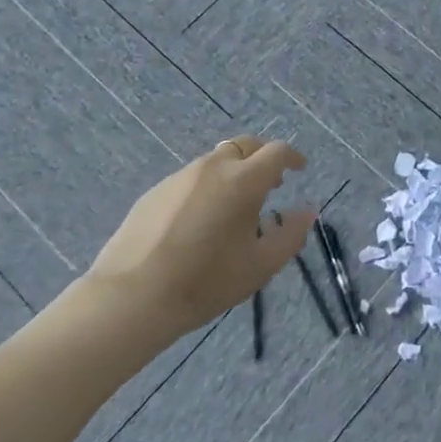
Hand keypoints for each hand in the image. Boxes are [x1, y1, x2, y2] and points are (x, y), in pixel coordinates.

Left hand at [60, 137, 313, 343]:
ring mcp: (179, 177)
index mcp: (243, 181)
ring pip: (215, 161)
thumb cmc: (206, 282)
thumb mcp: (260, 266)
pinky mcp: (155, 191)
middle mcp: (211, 168)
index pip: (276, 152)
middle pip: (244, 145)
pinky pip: (191, 179)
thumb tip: (307, 210)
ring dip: (233, 172)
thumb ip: (290, 234)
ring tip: (235, 206)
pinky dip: (206, 187)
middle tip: (271, 183)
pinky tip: (200, 220)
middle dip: (262, 158)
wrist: (133, 295)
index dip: (292, 157)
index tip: (299, 169)